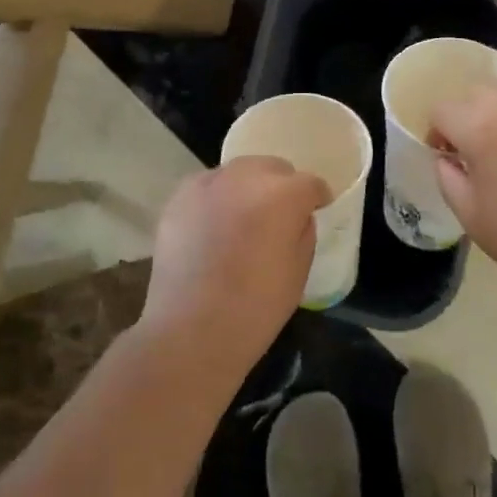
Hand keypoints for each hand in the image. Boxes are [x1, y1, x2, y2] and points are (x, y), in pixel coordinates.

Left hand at [142, 157, 329, 375]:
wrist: (191, 329)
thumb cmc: (256, 307)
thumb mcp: (299, 271)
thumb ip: (303, 232)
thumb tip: (297, 216)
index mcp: (282, 195)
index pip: (310, 183)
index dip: (317, 197)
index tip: (317, 209)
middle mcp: (245, 177)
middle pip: (272, 167)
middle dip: (281, 186)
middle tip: (279, 215)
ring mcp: (207, 184)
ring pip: (237, 173)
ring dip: (247, 188)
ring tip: (243, 219)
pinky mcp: (179, 197)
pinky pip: (207, 187)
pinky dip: (217, 198)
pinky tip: (214, 226)